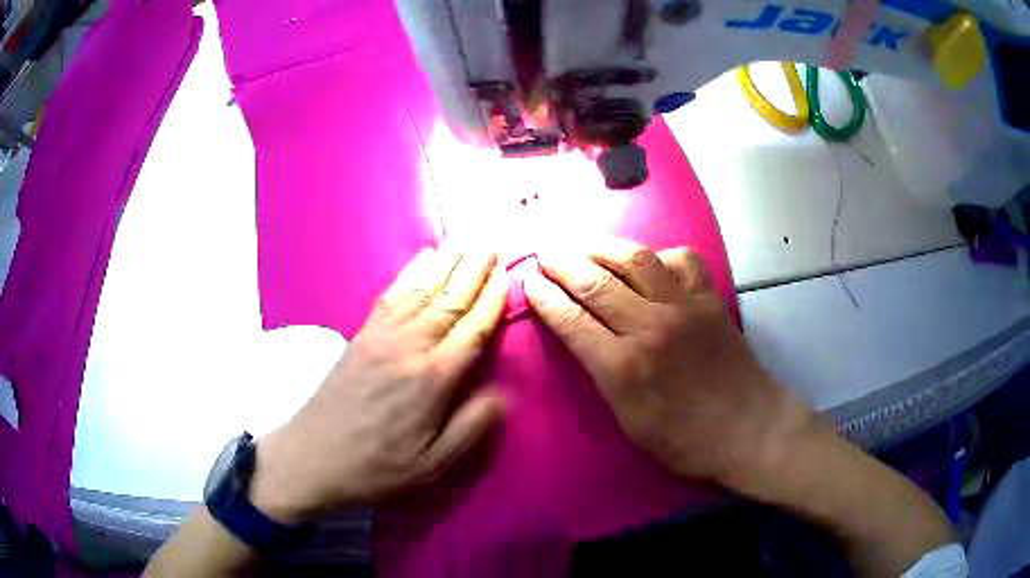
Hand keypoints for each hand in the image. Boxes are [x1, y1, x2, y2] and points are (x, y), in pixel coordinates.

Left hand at [250, 245, 507, 522]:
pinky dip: (411, 272)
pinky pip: (392, 294)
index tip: (508, 272)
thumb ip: (471, 427)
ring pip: (423, 289)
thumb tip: (504, 393)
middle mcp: (410, 346)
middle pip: (450, 299)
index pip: (473, 329)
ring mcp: (382, 336)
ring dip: (448, 261)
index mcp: (433, 379)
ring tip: (467, 239)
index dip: (493, 299)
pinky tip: (424, 257)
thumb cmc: (377, 467)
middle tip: (494, 241)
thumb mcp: (433, 464)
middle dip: (475, 268)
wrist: (313, 457)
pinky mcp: (362, 334)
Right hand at [523, 238, 812, 486]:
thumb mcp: (629, 421)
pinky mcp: (709, 299)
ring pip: (636, 259)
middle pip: (596, 281)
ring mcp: (684, 307)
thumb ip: (603, 376)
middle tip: (546, 254)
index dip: (544, 297)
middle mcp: (650, 327)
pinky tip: (650, 263)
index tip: (529, 281)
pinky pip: (682, 259)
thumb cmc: (684, 439)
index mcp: (623, 367)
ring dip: (603, 247)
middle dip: (562, 263)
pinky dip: (660, 254)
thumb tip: (582, 338)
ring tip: (584, 246)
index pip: (571, 320)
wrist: (747, 428)